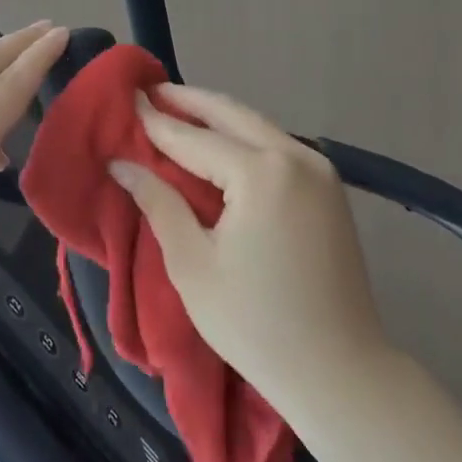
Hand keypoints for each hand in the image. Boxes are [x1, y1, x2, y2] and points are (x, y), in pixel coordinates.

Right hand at [108, 84, 392, 411]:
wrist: (339, 371)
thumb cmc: (254, 323)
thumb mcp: (192, 264)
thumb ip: (158, 203)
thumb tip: (122, 164)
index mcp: (261, 173)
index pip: (193, 138)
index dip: (155, 121)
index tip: (126, 99)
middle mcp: (295, 157)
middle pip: (231, 113)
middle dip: (188, 101)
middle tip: (150, 91)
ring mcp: (319, 170)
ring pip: (256, 125)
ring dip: (216, 116)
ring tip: (176, 111)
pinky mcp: (329, 189)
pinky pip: (276, 146)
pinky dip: (242, 137)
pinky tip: (218, 144)